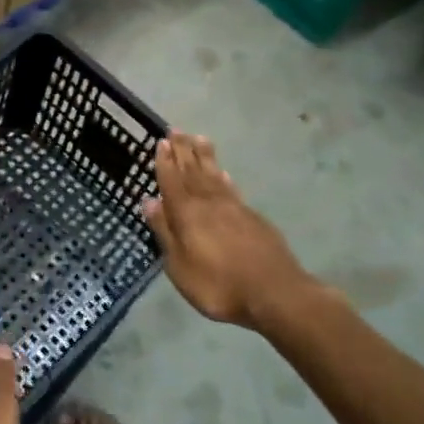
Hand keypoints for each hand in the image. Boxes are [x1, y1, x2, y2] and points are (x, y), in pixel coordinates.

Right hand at [142, 133, 315, 329]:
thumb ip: (165, 232)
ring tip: (198, 138)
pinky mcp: (253, 218)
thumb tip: (149, 201)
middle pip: (193, 171)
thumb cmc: (219, 285)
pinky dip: (223, 177)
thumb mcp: (180, 266)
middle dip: (183, 150)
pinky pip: (231, 188)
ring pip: (214, 175)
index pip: (171, 181)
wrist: (274, 294)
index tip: (160, 141)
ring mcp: (234, 208)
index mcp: (187, 214)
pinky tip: (222, 172)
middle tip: (176, 130)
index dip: (164, 162)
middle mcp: (209, 203)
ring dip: (204, 156)